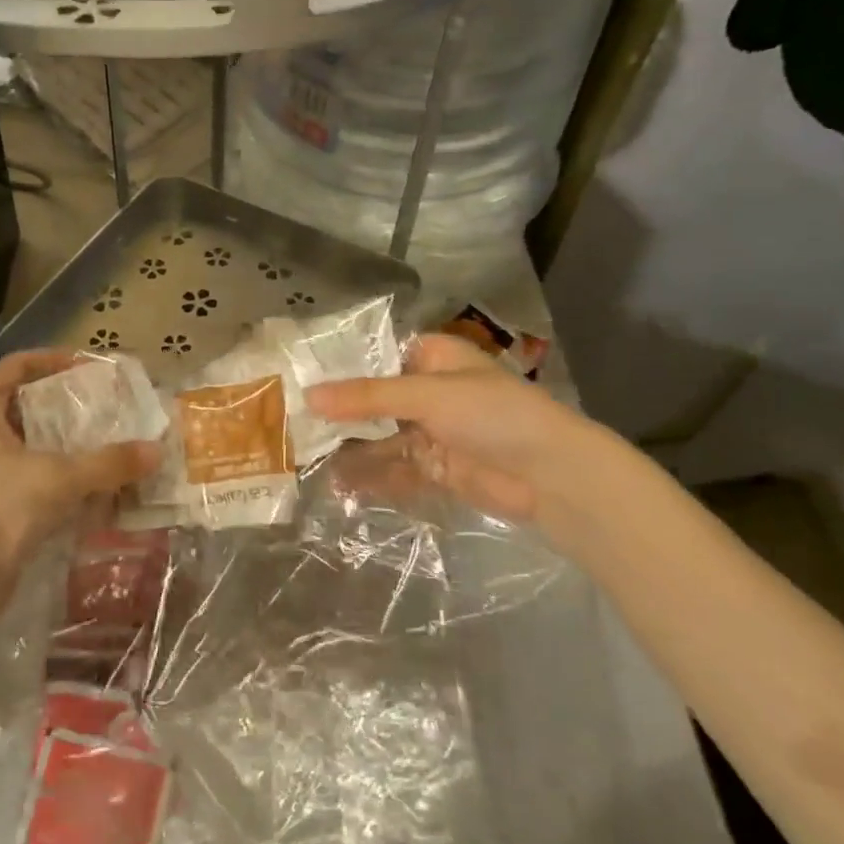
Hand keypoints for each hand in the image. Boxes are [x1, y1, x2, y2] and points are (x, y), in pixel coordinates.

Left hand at [0, 350, 160, 625]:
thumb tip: (157, 450)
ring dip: (71, 454)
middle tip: (114, 413)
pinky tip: (98, 499)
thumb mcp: (57, 480)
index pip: (16, 367)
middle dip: (71, 412)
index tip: (91, 369)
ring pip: (33, 453)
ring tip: (114, 454)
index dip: (53, 360)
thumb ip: (109, 463)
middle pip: (28, 410)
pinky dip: (62, 489)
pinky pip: (32, 488)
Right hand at [308, 332, 636, 547]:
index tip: (297, 380)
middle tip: (292, 425)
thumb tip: (309, 396)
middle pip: (373, 401)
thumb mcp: (428, 395)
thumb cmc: (494, 415)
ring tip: (306, 461)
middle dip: (339, 415)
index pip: (375, 357)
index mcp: (432, 358)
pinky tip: (338, 486)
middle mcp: (428, 391)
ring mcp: (432, 432)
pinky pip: (395, 470)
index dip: (339, 369)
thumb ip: (368, 396)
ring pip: (380, 438)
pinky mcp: (436, 468)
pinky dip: (370, 478)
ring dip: (350, 450)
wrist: (552, 476)